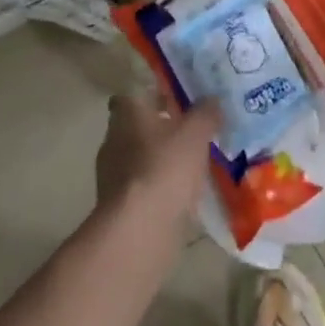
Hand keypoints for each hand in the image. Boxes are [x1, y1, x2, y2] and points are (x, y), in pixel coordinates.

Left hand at [96, 92, 218, 219]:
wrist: (140, 229)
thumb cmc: (165, 167)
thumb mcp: (196, 133)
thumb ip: (205, 113)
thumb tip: (212, 99)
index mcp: (127, 115)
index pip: (130, 97)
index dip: (151, 96)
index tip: (174, 100)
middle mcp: (113, 140)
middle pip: (136, 127)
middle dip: (160, 129)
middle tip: (191, 131)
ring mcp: (112, 175)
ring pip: (140, 158)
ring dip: (160, 159)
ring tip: (192, 164)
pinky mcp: (119, 205)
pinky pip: (143, 186)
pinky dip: (159, 187)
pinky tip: (183, 193)